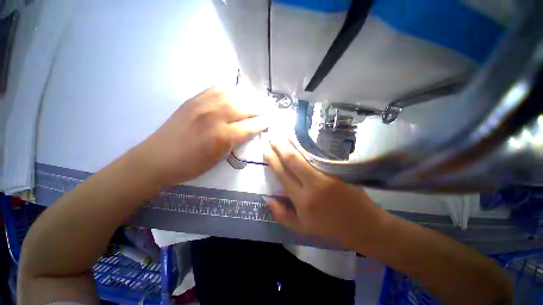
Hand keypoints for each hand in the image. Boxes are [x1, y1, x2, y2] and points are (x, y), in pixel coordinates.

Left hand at [133, 86, 266, 186]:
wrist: (157, 158)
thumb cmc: (191, 165)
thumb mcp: (219, 158)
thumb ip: (235, 141)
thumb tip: (247, 130)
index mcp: (223, 135)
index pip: (250, 126)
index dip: (262, 123)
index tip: (269, 121)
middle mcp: (215, 116)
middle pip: (244, 107)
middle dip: (258, 108)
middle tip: (265, 110)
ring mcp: (203, 104)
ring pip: (233, 94)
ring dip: (246, 97)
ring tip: (253, 101)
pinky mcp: (193, 100)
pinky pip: (216, 89)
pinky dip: (229, 90)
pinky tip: (234, 95)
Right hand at [263, 139, 389, 248]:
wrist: (363, 225)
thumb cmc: (329, 227)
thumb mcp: (302, 228)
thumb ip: (282, 215)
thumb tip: (268, 199)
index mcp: (302, 200)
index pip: (282, 174)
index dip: (272, 160)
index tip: (265, 150)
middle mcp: (313, 184)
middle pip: (292, 160)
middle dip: (279, 147)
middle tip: (272, 138)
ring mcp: (328, 175)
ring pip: (306, 154)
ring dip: (293, 142)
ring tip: (284, 134)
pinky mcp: (339, 169)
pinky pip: (320, 154)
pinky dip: (310, 145)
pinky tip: (304, 139)